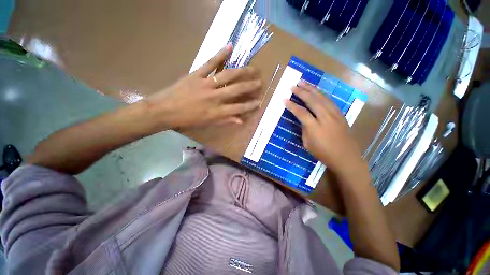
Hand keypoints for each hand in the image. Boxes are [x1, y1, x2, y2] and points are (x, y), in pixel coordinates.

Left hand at [145, 44, 261, 129]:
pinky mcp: (196, 74)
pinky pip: (210, 63)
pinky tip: (230, 46)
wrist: (165, 110)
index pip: (238, 108)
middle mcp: (214, 97)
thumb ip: (225, 121)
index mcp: (216, 111)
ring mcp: (206, 84)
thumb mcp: (208, 123)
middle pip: (236, 90)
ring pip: (227, 76)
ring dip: (242, 72)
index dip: (250, 105)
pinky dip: (220, 54)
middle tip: (260, 82)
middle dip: (250, 86)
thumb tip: (241, 120)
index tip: (259, 101)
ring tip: (253, 69)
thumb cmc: (188, 119)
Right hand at [284, 81, 368, 181]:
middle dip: (301, 92)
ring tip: (303, 82)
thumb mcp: (308, 144)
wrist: (346, 157)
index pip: (300, 112)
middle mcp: (325, 117)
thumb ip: (304, 129)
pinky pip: (329, 101)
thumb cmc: (324, 153)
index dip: (291, 105)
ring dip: (312, 89)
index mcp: (314, 127)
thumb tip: (304, 120)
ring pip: (322, 97)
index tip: (284, 99)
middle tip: (293, 86)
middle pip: (312, 100)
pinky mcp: (340, 114)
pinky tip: (316, 91)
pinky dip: (321, 94)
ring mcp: (334, 114)